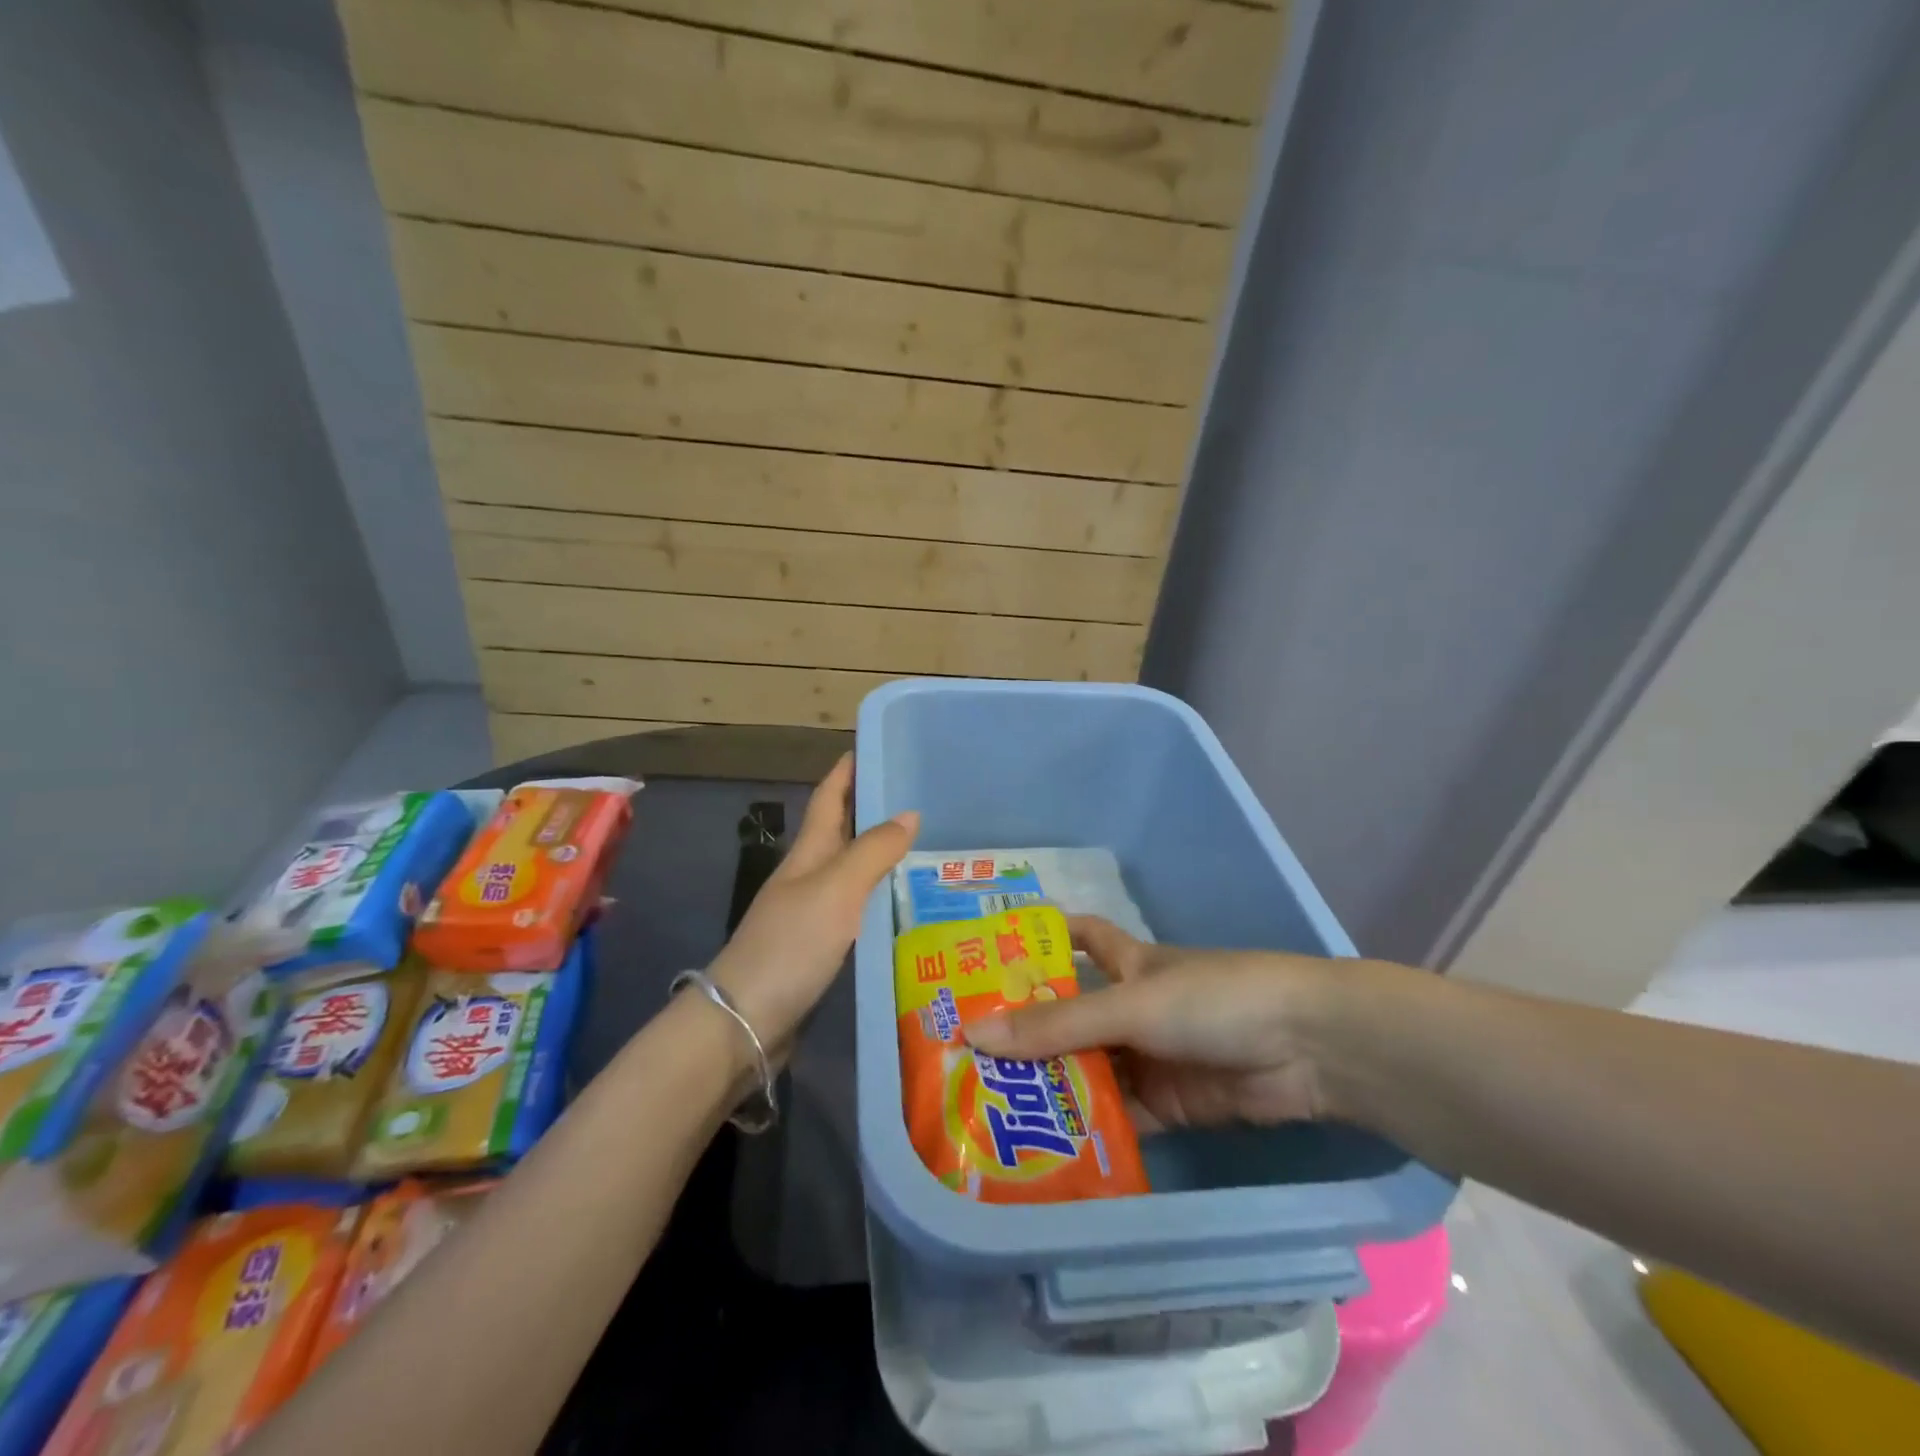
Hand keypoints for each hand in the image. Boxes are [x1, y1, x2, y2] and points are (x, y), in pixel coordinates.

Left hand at [707, 753, 916, 1055]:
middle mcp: (809, 877)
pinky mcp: (820, 949)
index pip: (829, 797)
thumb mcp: (836, 889)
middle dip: (874, 810)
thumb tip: (909, 813)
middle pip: (842, 832)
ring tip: (928, 849)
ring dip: (883, 856)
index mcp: (808, 853)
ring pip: (853, 873)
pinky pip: (858, 911)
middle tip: (922, 799)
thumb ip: (873, 851)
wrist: (745, 1021)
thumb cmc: (790, 944)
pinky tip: (907, 907)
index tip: (876, 746)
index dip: (848, 770)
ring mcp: (812, 915)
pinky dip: (881, 899)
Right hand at [965, 916, 1356, 1129]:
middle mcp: (1134, 1007)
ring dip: (1053, 1088)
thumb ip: (1058, 1025)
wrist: (1308, 1049)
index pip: (1080, 939)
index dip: (1043, 939)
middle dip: (1029, 1033)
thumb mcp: (1131, 1004)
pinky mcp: (1171, 1106)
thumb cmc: (1213, 999)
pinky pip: (1118, 1117)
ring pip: (1091, 1070)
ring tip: (992, 1110)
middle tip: (967, 1056)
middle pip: (1073, 1016)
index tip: (992, 954)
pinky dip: (1088, 1130)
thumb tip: (975, 1034)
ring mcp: (1151, 1058)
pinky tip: (1047, 1150)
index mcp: (1128, 964)